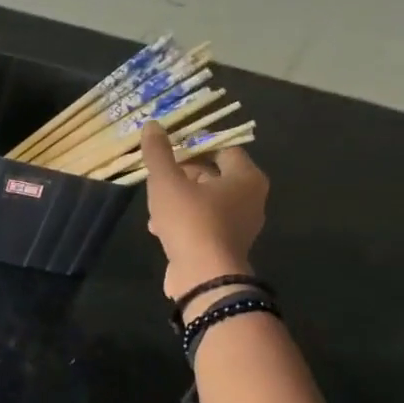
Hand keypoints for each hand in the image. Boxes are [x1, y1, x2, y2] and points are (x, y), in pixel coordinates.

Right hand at [139, 122, 270, 308]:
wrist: (203, 277)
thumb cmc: (191, 220)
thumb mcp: (167, 181)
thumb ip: (159, 153)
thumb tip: (152, 125)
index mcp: (246, 177)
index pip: (223, 148)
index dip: (196, 145)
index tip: (171, 148)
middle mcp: (251, 199)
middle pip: (215, 175)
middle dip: (184, 174)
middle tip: (160, 175)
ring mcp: (240, 226)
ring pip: (206, 202)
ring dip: (180, 200)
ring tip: (154, 205)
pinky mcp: (226, 247)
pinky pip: (204, 225)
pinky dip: (184, 222)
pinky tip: (158, 229)